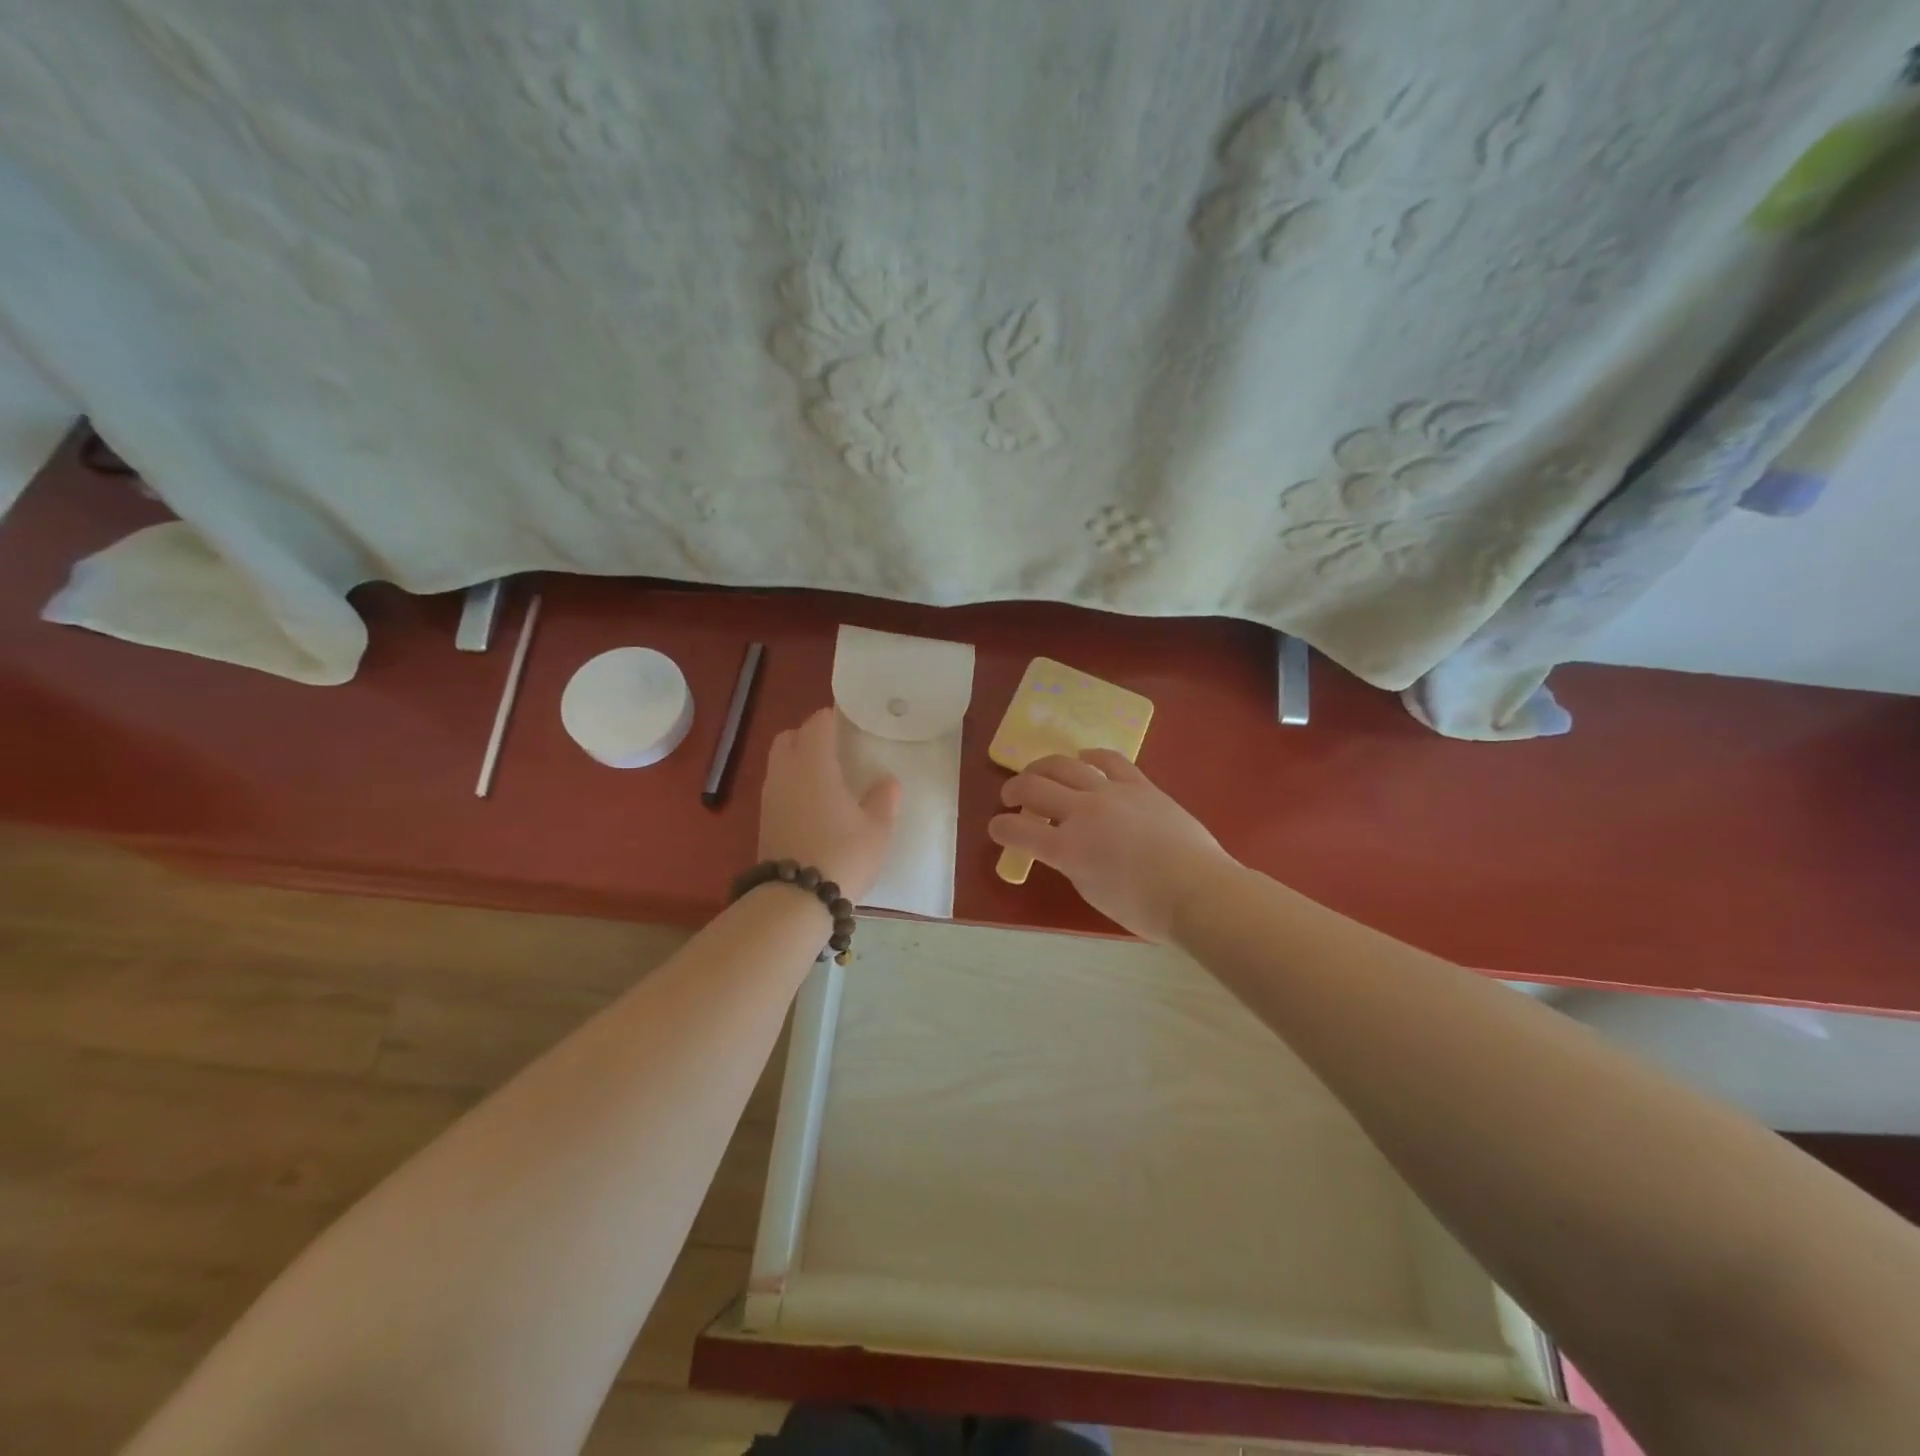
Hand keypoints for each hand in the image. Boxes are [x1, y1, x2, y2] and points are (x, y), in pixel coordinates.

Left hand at [758, 707, 901, 902]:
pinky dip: (792, 785)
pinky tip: (813, 804)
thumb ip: (883, 799)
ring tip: (826, 777)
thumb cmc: (843, 855)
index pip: (818, 724)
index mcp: (814, 764)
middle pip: (789, 737)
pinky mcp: (764, 821)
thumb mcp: (877, 829)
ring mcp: (770, 798)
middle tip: (835, 748)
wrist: (796, 899)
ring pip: (779, 763)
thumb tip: (887, 781)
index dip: (833, 717)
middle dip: (809, 735)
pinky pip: (777, 788)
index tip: (849, 721)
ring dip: (798, 761)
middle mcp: (786, 773)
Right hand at [990, 751, 1230, 941]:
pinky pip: (1109, 760)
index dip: (1000, 829)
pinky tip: (1083, 758)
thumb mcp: (1092, 892)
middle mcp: (1082, 813)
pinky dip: (1090, 756)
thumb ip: (1072, 865)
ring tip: (1038, 772)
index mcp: (1067, 849)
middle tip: (1010, 797)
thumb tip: (1066, 848)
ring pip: (1065, 765)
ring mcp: (1111, 793)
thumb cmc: (1145, 908)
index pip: (1018, 832)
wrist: (1198, 890)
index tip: (996, 829)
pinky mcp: (1139, 785)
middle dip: (1014, 790)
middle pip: (1034, 788)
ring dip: (1043, 767)